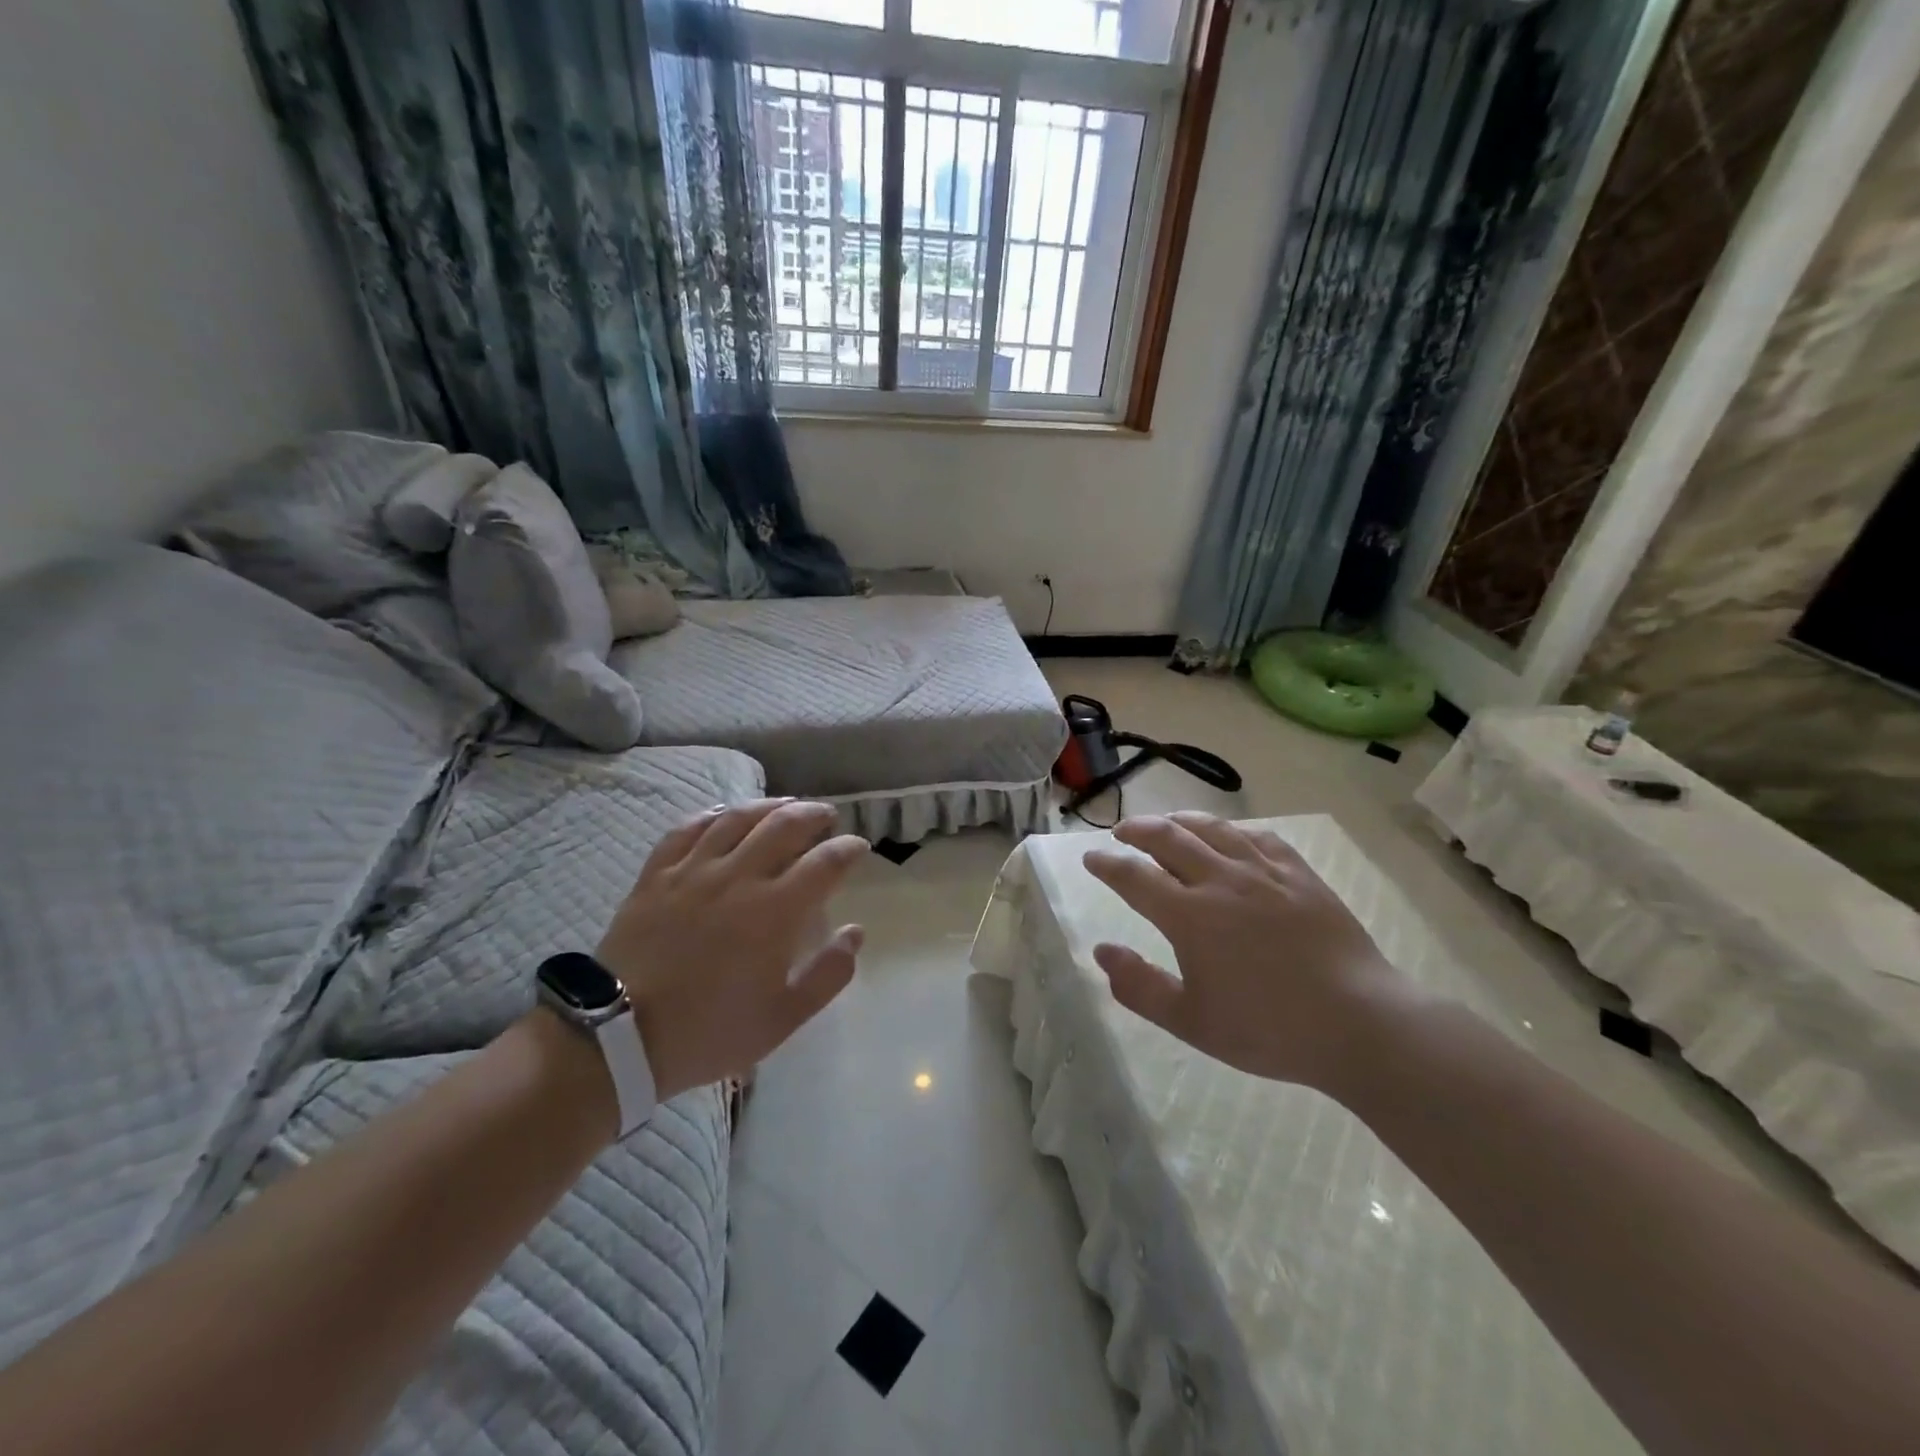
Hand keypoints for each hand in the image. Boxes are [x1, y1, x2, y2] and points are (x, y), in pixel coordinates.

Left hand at [597, 799, 868, 1101]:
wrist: (619, 1038)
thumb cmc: (709, 1031)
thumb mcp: (782, 1018)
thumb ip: (828, 974)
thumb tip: (855, 932)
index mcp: (774, 911)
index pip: (824, 863)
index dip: (848, 849)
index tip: (858, 847)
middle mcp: (738, 877)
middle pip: (784, 826)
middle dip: (813, 815)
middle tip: (826, 817)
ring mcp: (693, 871)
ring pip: (737, 818)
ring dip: (769, 805)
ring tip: (786, 805)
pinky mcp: (656, 875)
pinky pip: (687, 829)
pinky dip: (713, 815)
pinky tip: (725, 813)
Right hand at [1082, 812, 1409, 1090]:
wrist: (1359, 1023)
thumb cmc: (1268, 1029)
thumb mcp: (1191, 1022)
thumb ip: (1139, 986)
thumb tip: (1102, 951)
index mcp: (1189, 916)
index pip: (1134, 876)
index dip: (1107, 864)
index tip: (1091, 857)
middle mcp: (1220, 880)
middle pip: (1168, 837)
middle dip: (1137, 830)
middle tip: (1122, 833)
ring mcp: (1263, 872)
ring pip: (1212, 829)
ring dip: (1180, 820)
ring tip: (1167, 823)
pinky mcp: (1299, 874)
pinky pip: (1258, 837)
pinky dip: (1233, 830)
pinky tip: (1229, 836)